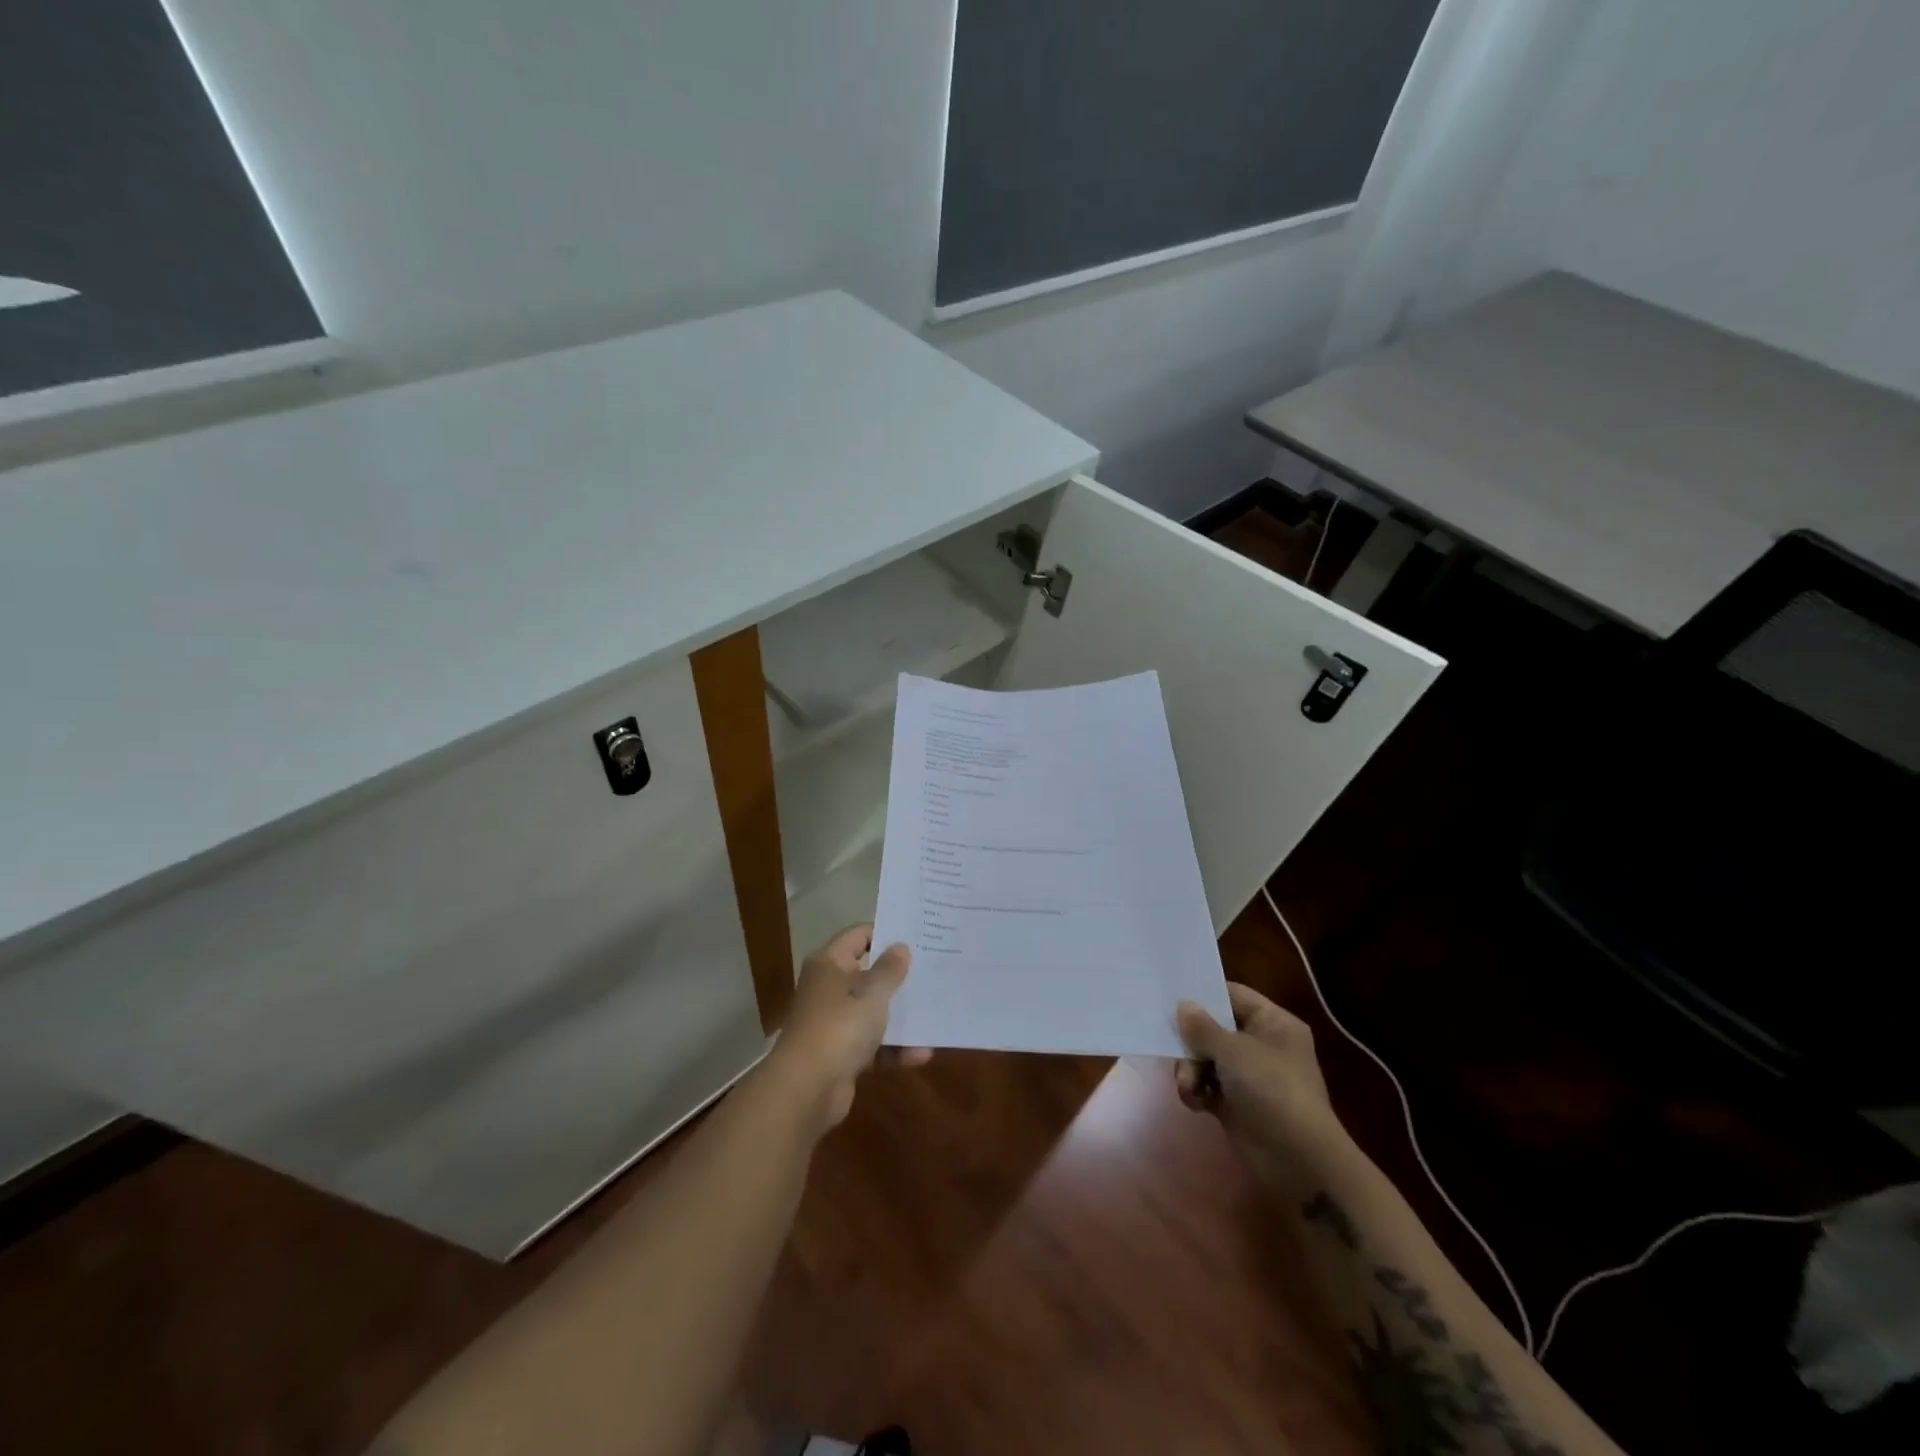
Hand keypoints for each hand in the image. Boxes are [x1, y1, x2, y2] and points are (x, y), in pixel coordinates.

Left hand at [771, 924, 930, 1130]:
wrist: (806, 1089)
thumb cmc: (840, 1027)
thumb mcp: (872, 994)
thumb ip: (889, 970)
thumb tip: (900, 946)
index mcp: (830, 964)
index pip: (859, 935)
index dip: (886, 933)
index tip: (917, 937)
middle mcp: (829, 988)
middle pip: (868, 974)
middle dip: (899, 978)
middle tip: (934, 971)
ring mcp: (834, 1022)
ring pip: (872, 1012)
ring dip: (901, 1018)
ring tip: (935, 1016)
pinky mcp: (840, 1055)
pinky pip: (873, 1045)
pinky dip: (893, 1049)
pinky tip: (922, 1054)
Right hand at [1174, 982, 1345, 1179]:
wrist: (1298, 1162)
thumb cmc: (1271, 1090)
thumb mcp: (1233, 1050)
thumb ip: (1202, 1026)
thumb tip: (1183, 1005)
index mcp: (1273, 1023)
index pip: (1233, 995)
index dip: (1204, 995)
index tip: (1171, 998)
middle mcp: (1262, 1045)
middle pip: (1214, 1028)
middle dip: (1192, 1042)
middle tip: (1176, 1050)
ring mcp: (1250, 1077)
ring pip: (1206, 1059)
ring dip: (1191, 1071)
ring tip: (1189, 1086)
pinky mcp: (1237, 1105)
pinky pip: (1207, 1086)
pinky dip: (1198, 1092)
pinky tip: (1196, 1102)